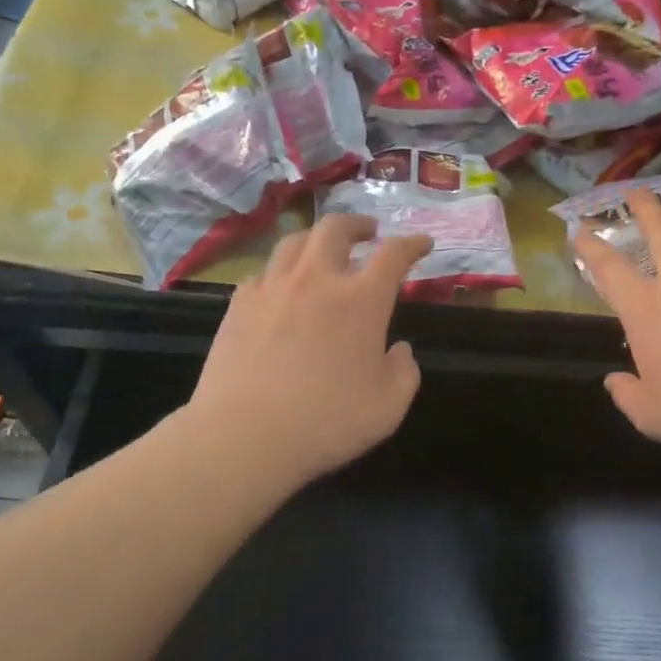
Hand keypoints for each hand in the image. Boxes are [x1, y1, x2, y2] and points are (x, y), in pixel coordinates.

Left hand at [187, 214, 432, 485]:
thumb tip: (399, 350)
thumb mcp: (389, 407)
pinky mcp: (238, 305)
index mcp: (361, 300)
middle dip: (357, 224)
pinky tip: (281, 290)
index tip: (422, 243)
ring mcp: (271, 288)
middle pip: (336, 228)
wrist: (244, 435)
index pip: (393, 254)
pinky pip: (263, 273)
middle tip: (368, 233)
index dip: (412, 243)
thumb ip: (404, 372)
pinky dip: (281, 273)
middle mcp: (316, 280)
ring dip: (316, 240)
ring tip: (323, 252)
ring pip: (294, 241)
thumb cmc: (326, 423)